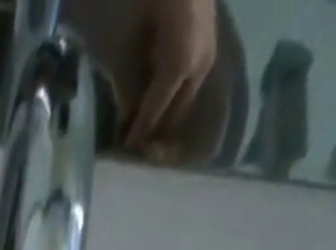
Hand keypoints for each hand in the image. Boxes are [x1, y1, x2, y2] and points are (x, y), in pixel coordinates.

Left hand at [126, 0, 216, 153]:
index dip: (139, 132)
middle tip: (137, 138)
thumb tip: (127, 115)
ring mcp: (207, 52)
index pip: (155, 113)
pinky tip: (161, 93)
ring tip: (147, 120)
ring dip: (167, 111)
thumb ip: (128, 82)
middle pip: (175, 112)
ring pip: (185, 97)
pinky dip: (175, 91)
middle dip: (156, 127)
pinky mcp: (209, 42)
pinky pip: (190, 79)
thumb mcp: (128, 42)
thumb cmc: (150, 1)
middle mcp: (198, 65)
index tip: (126, 148)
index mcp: (177, 67)